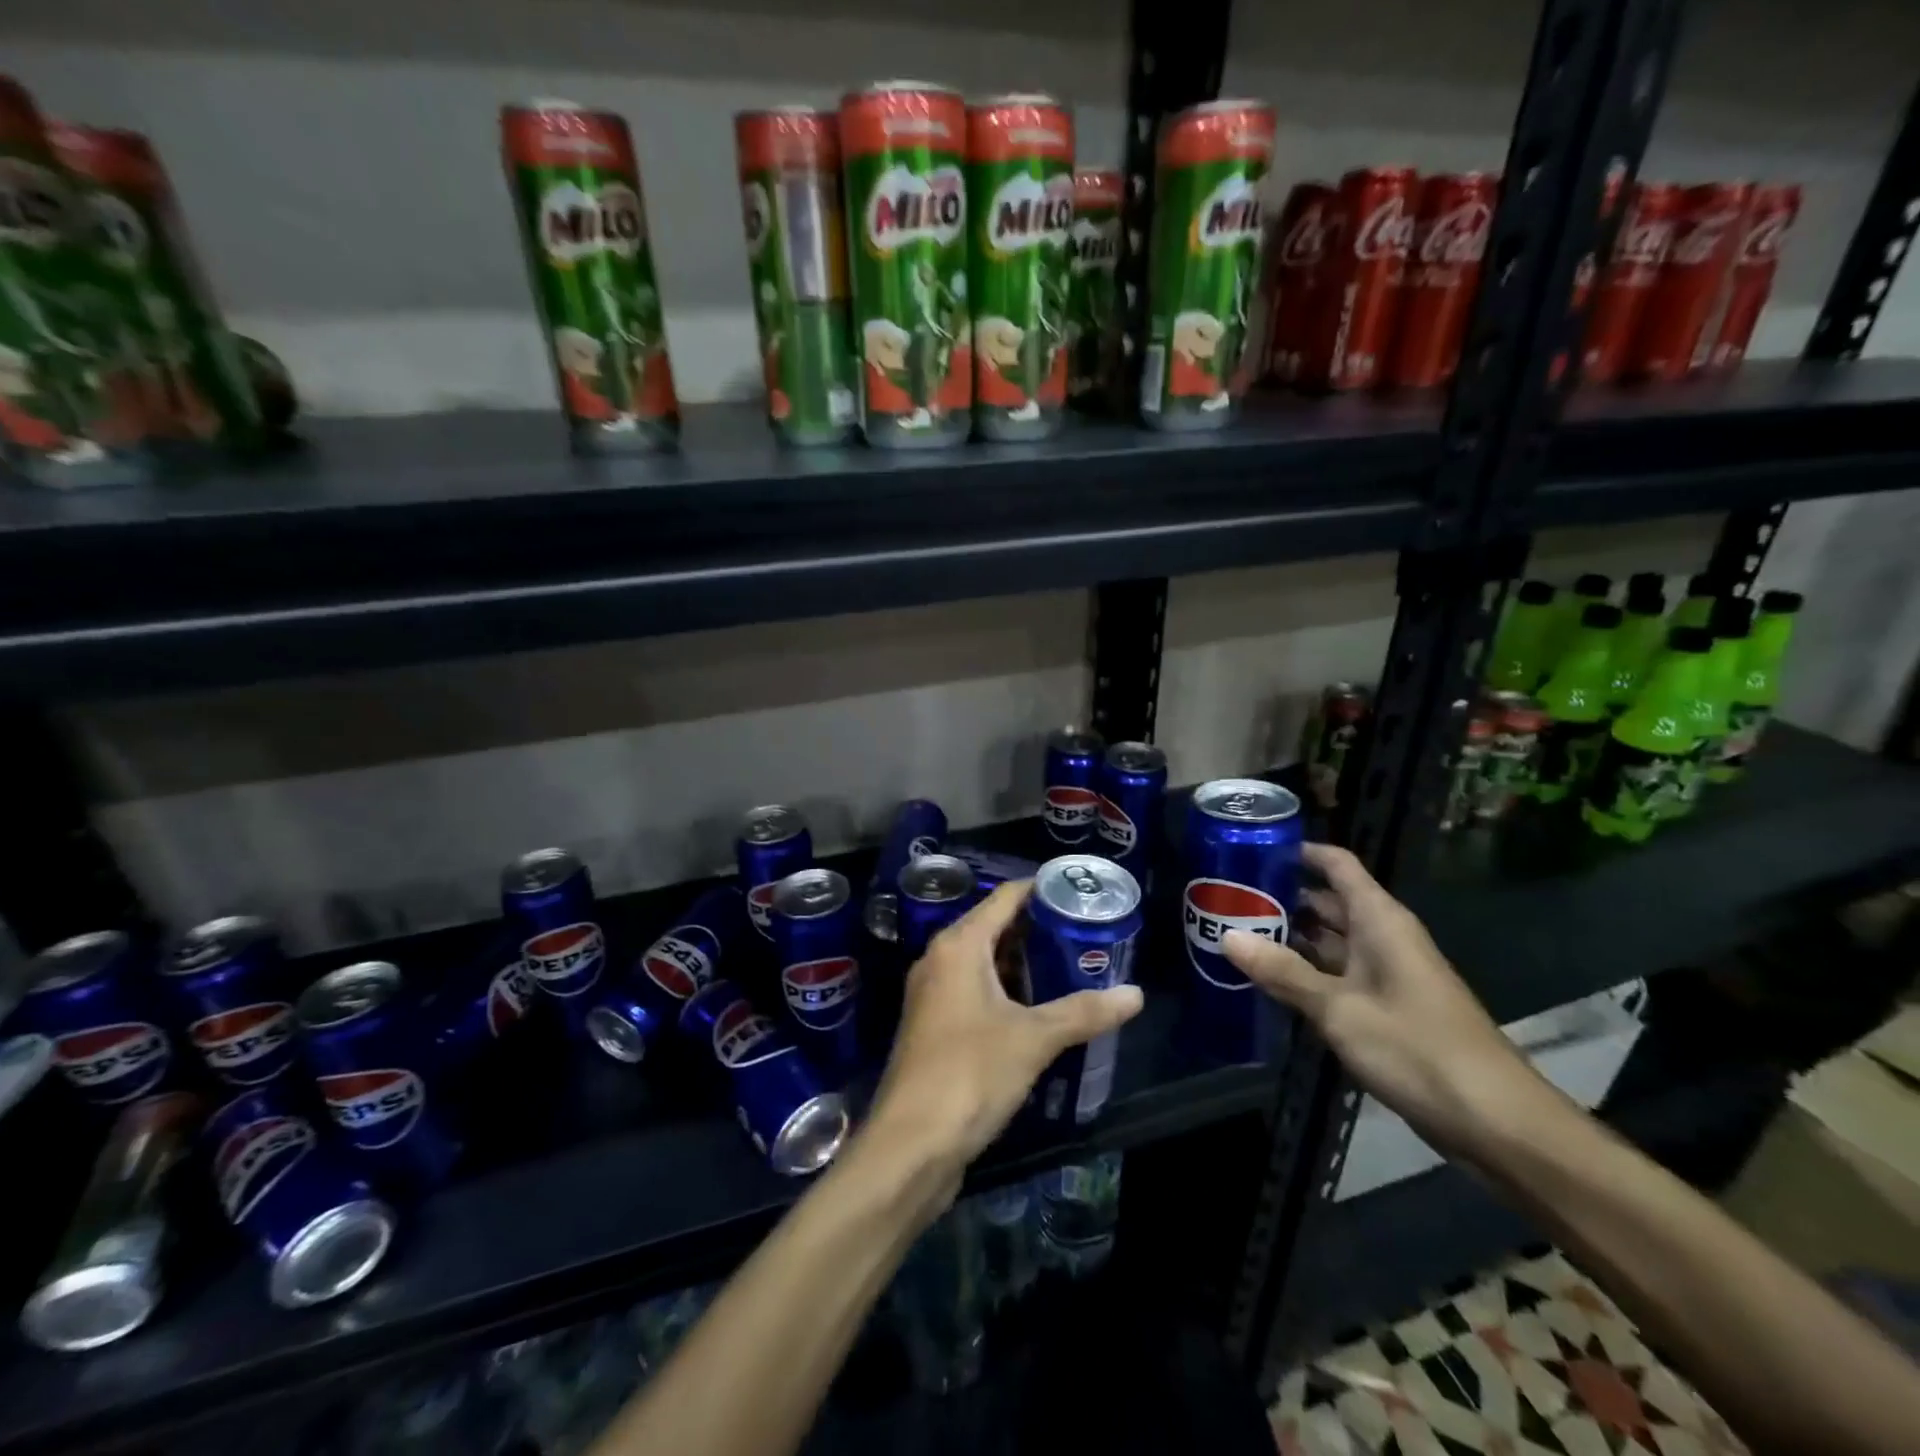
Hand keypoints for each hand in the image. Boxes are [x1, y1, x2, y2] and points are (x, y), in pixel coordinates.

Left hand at [869, 880, 1143, 1176]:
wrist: (910, 1144)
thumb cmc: (970, 1073)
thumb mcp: (1033, 1039)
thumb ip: (1084, 1012)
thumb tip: (1136, 995)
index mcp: (959, 946)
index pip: (1005, 898)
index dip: (1042, 890)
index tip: (1080, 892)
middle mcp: (940, 960)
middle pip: (994, 927)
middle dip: (1038, 930)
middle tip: (1085, 933)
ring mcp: (933, 994)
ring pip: (984, 962)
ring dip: (1022, 963)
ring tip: (1070, 967)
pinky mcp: (935, 1026)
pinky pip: (974, 991)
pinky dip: (1005, 991)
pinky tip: (1038, 1009)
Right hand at [1223, 843, 1541, 1155]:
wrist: (1496, 1122)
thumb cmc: (1417, 1048)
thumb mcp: (1339, 1009)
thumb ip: (1282, 972)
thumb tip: (1226, 935)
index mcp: (1380, 920)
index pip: (1336, 864)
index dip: (1298, 852)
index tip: (1250, 850)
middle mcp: (1383, 937)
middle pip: (1327, 902)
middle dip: (1281, 898)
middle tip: (1225, 899)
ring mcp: (1386, 974)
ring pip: (1330, 941)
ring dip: (1289, 938)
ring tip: (1234, 934)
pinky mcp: (1386, 1008)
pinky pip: (1337, 975)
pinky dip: (1305, 973)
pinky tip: (1268, 981)